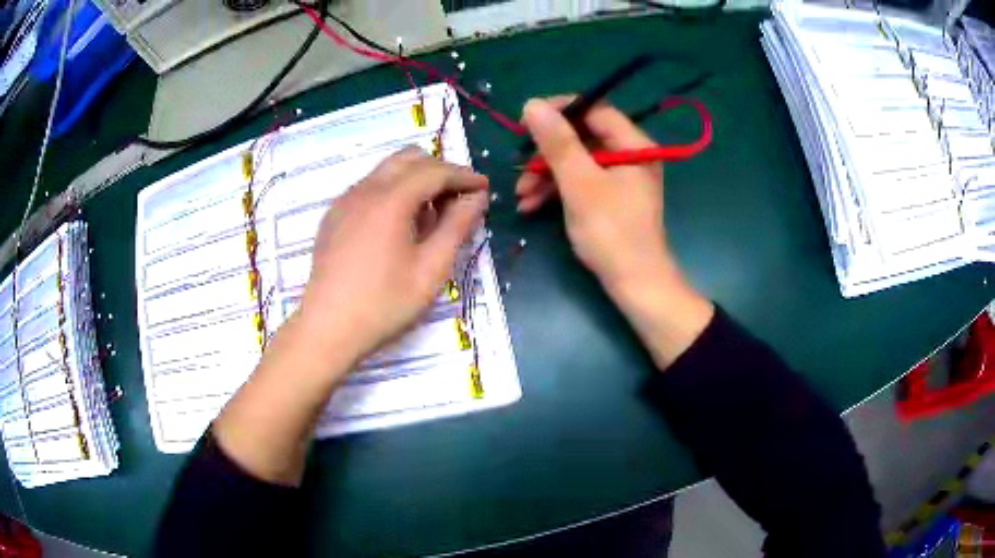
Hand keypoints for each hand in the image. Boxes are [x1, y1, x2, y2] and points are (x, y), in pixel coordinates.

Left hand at [299, 147, 489, 370]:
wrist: (327, 328)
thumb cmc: (384, 304)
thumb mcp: (431, 269)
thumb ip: (457, 226)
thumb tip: (476, 197)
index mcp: (390, 199)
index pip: (435, 170)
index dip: (464, 175)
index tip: (484, 188)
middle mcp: (364, 189)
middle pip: (409, 159)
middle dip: (439, 171)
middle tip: (458, 199)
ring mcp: (345, 200)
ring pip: (387, 170)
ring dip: (415, 180)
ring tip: (430, 215)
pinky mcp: (334, 215)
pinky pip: (369, 188)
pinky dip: (392, 192)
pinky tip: (398, 226)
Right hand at [517, 97, 667, 291]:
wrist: (635, 284)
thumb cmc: (611, 231)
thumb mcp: (579, 183)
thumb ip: (557, 142)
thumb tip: (532, 104)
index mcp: (633, 144)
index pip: (594, 109)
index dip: (559, 110)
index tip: (526, 120)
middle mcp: (629, 155)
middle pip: (582, 136)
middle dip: (546, 153)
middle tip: (520, 166)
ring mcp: (620, 178)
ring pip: (576, 161)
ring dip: (545, 175)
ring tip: (520, 195)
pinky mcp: (610, 198)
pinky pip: (580, 182)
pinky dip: (556, 190)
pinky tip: (531, 206)